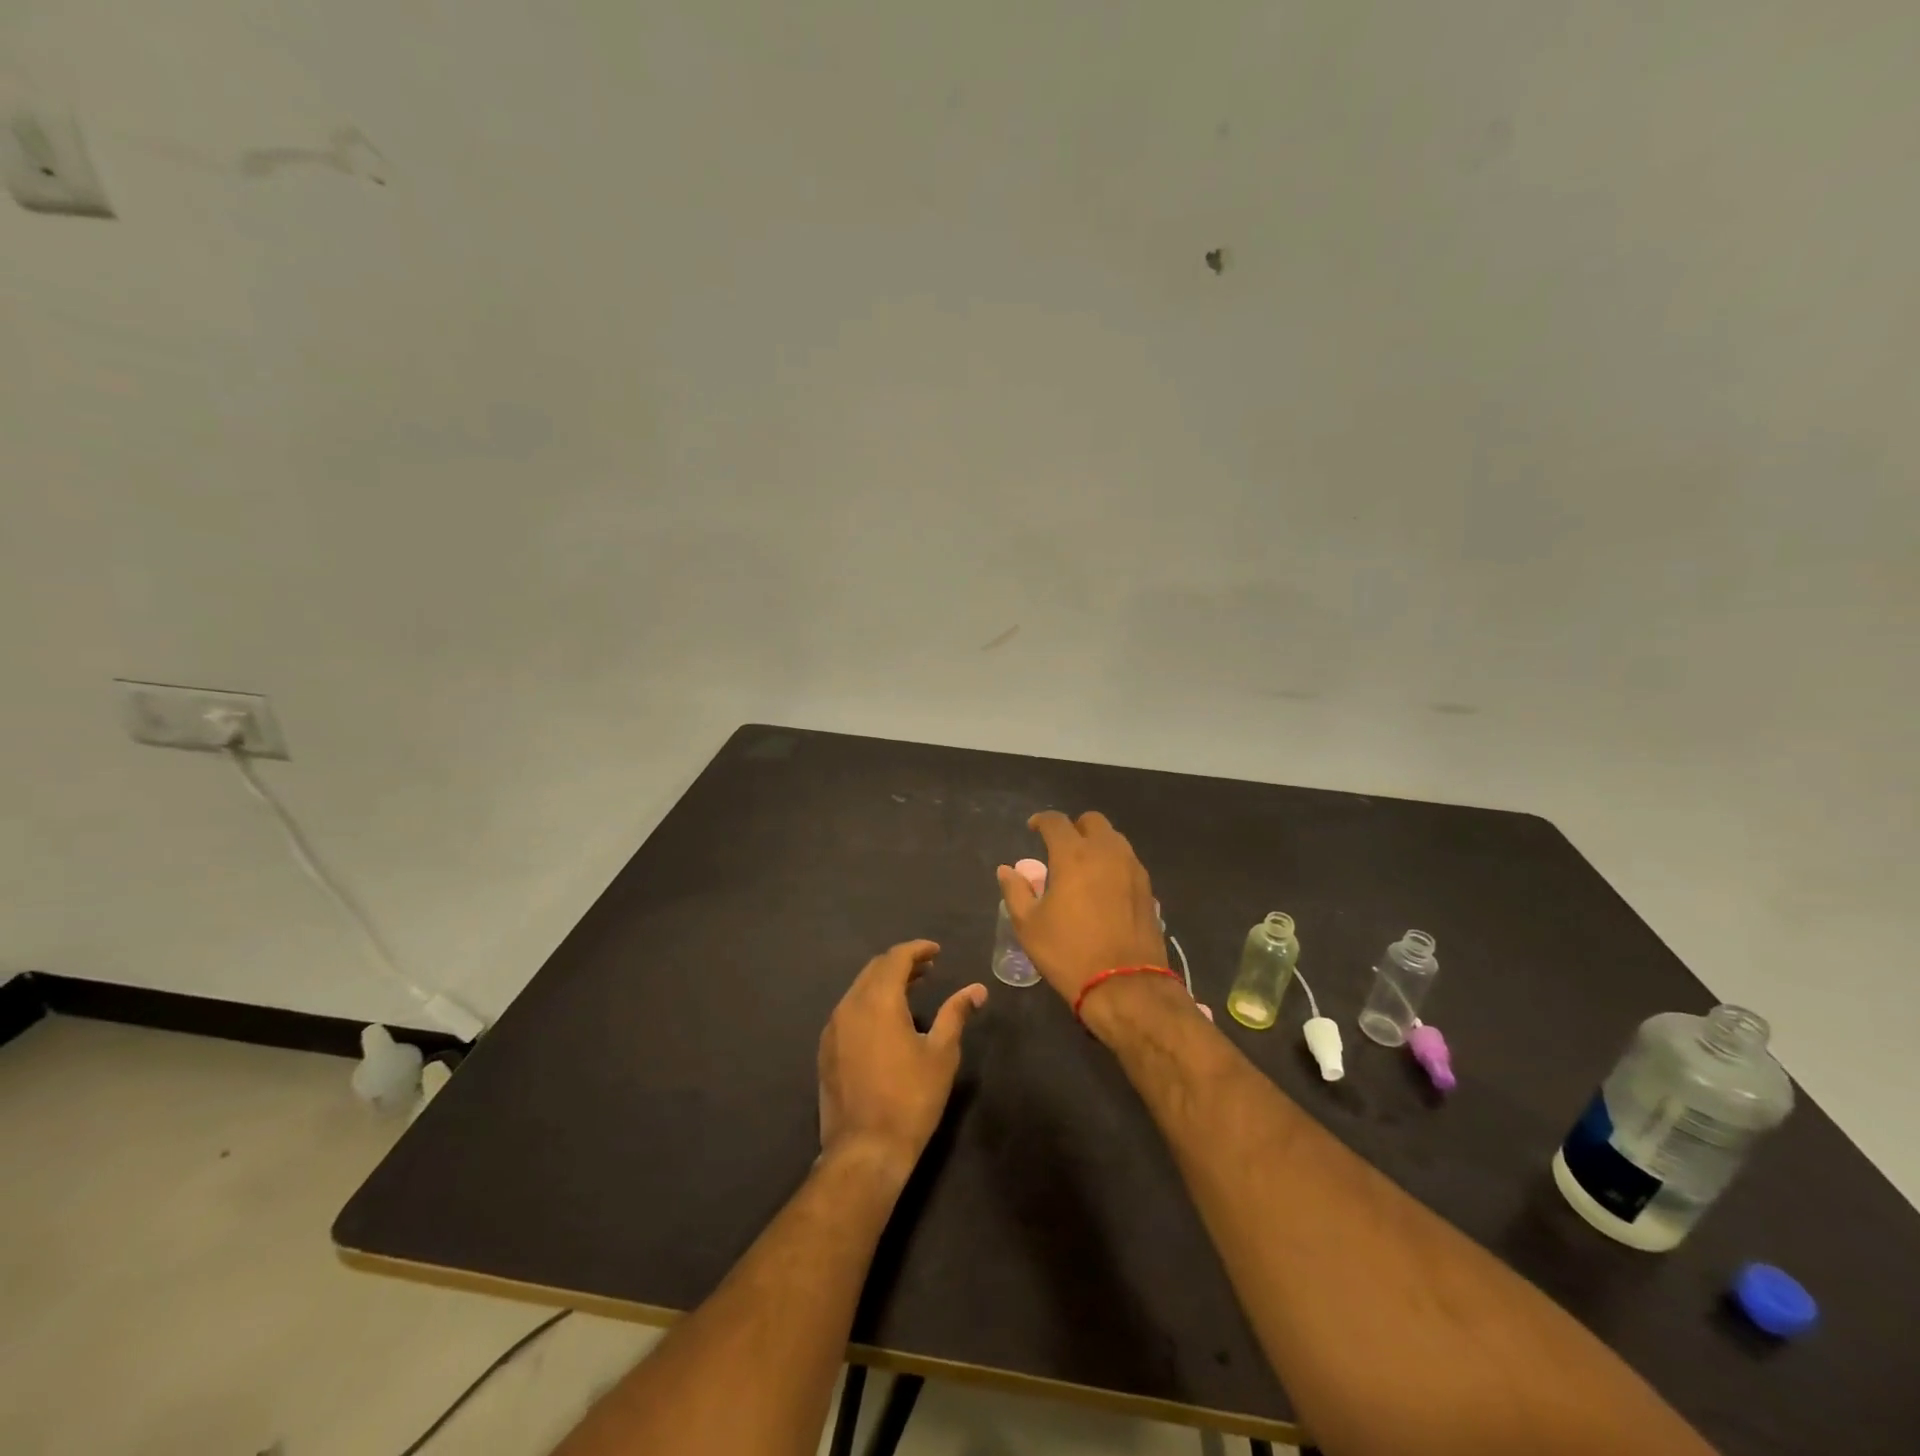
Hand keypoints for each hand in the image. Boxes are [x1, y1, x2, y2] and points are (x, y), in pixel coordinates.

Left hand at [817, 941, 986, 1180]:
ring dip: (884, 983)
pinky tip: (886, 1021)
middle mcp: (850, 1006)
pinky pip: (849, 1011)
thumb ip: (956, 1014)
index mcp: (878, 1000)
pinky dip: (869, 1003)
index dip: (917, 949)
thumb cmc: (911, 1099)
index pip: (896, 958)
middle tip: (928, 969)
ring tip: (911, 990)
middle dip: (901, 963)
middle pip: (874, 969)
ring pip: (859, 989)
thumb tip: (976, 989)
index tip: (937, 951)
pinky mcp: (826, 1050)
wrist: (865, 1150)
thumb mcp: (942, 1054)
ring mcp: (833, 1028)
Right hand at [997, 811, 1168, 1004]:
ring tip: (1083, 867)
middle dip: (1075, 827)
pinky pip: (1128, 861)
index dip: (1042, 821)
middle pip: (1092, 821)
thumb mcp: (1029, 926)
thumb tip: (1007, 870)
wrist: (1126, 986)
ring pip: (1114, 839)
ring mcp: (1133, 869)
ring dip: (1097, 843)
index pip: (1056, 822)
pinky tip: (1104, 887)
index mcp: (1074, 855)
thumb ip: (1016, 891)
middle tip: (1061, 847)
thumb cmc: (1069, 953)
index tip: (1033, 828)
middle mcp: (1107, 852)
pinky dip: (1113, 863)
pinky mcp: (1148, 888)